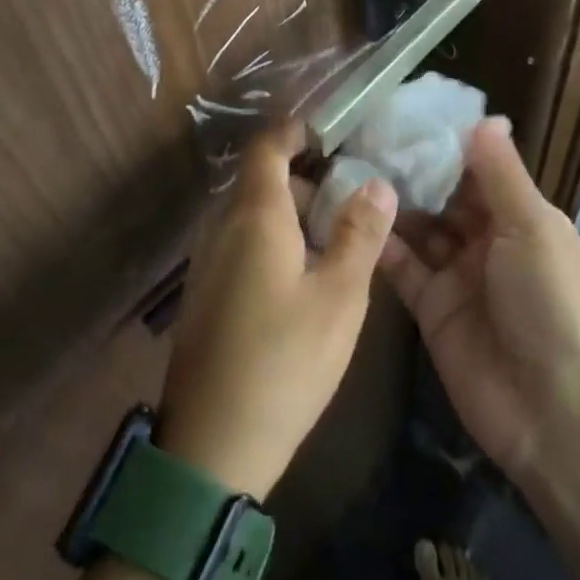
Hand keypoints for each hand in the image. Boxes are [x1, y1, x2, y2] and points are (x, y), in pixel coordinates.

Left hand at [155, 123, 397, 500]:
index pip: (267, 145)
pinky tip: (298, 281)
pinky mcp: (202, 293)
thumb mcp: (338, 298)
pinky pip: (237, 242)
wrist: (210, 449)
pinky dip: (269, 240)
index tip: (331, 135)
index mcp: (253, 215)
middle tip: (348, 203)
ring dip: (289, 214)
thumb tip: (378, 183)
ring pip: (249, 213)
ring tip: (331, 245)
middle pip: (261, 179)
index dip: (296, 130)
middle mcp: (221, 226)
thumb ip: (359, 234)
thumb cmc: (284, 363)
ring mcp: (205, 260)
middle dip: (304, 180)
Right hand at [380, 118, 579, 486]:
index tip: (406, 112)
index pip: (479, 169)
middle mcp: (488, 240)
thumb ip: (501, 175)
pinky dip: (382, 243)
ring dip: (393, 202)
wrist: (552, 416)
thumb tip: (486, 118)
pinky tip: (351, 214)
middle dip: (413, 170)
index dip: (446, 143)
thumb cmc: (550, 305)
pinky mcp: (431, 308)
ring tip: (350, 166)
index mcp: (521, 217)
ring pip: (420, 227)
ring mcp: (458, 274)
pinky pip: (403, 267)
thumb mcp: (532, 229)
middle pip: (444, 195)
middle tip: (365, 135)